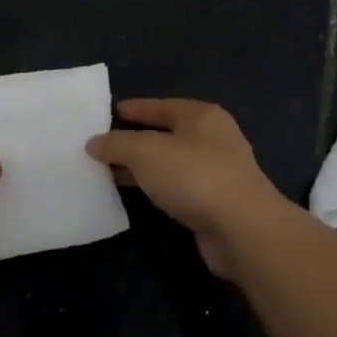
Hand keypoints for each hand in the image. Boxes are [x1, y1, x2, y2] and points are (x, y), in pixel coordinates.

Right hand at [88, 99, 288, 278]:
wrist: (242, 229)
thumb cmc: (194, 176)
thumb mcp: (146, 152)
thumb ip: (117, 144)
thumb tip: (94, 143)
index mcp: (201, 116)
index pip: (160, 106)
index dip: (133, 109)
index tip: (108, 113)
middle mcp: (212, 139)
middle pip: (165, 134)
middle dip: (133, 141)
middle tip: (100, 146)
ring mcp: (216, 172)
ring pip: (169, 164)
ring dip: (142, 168)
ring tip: (108, 172)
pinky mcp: (215, 203)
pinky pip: (176, 188)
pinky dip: (155, 188)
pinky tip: (135, 195)